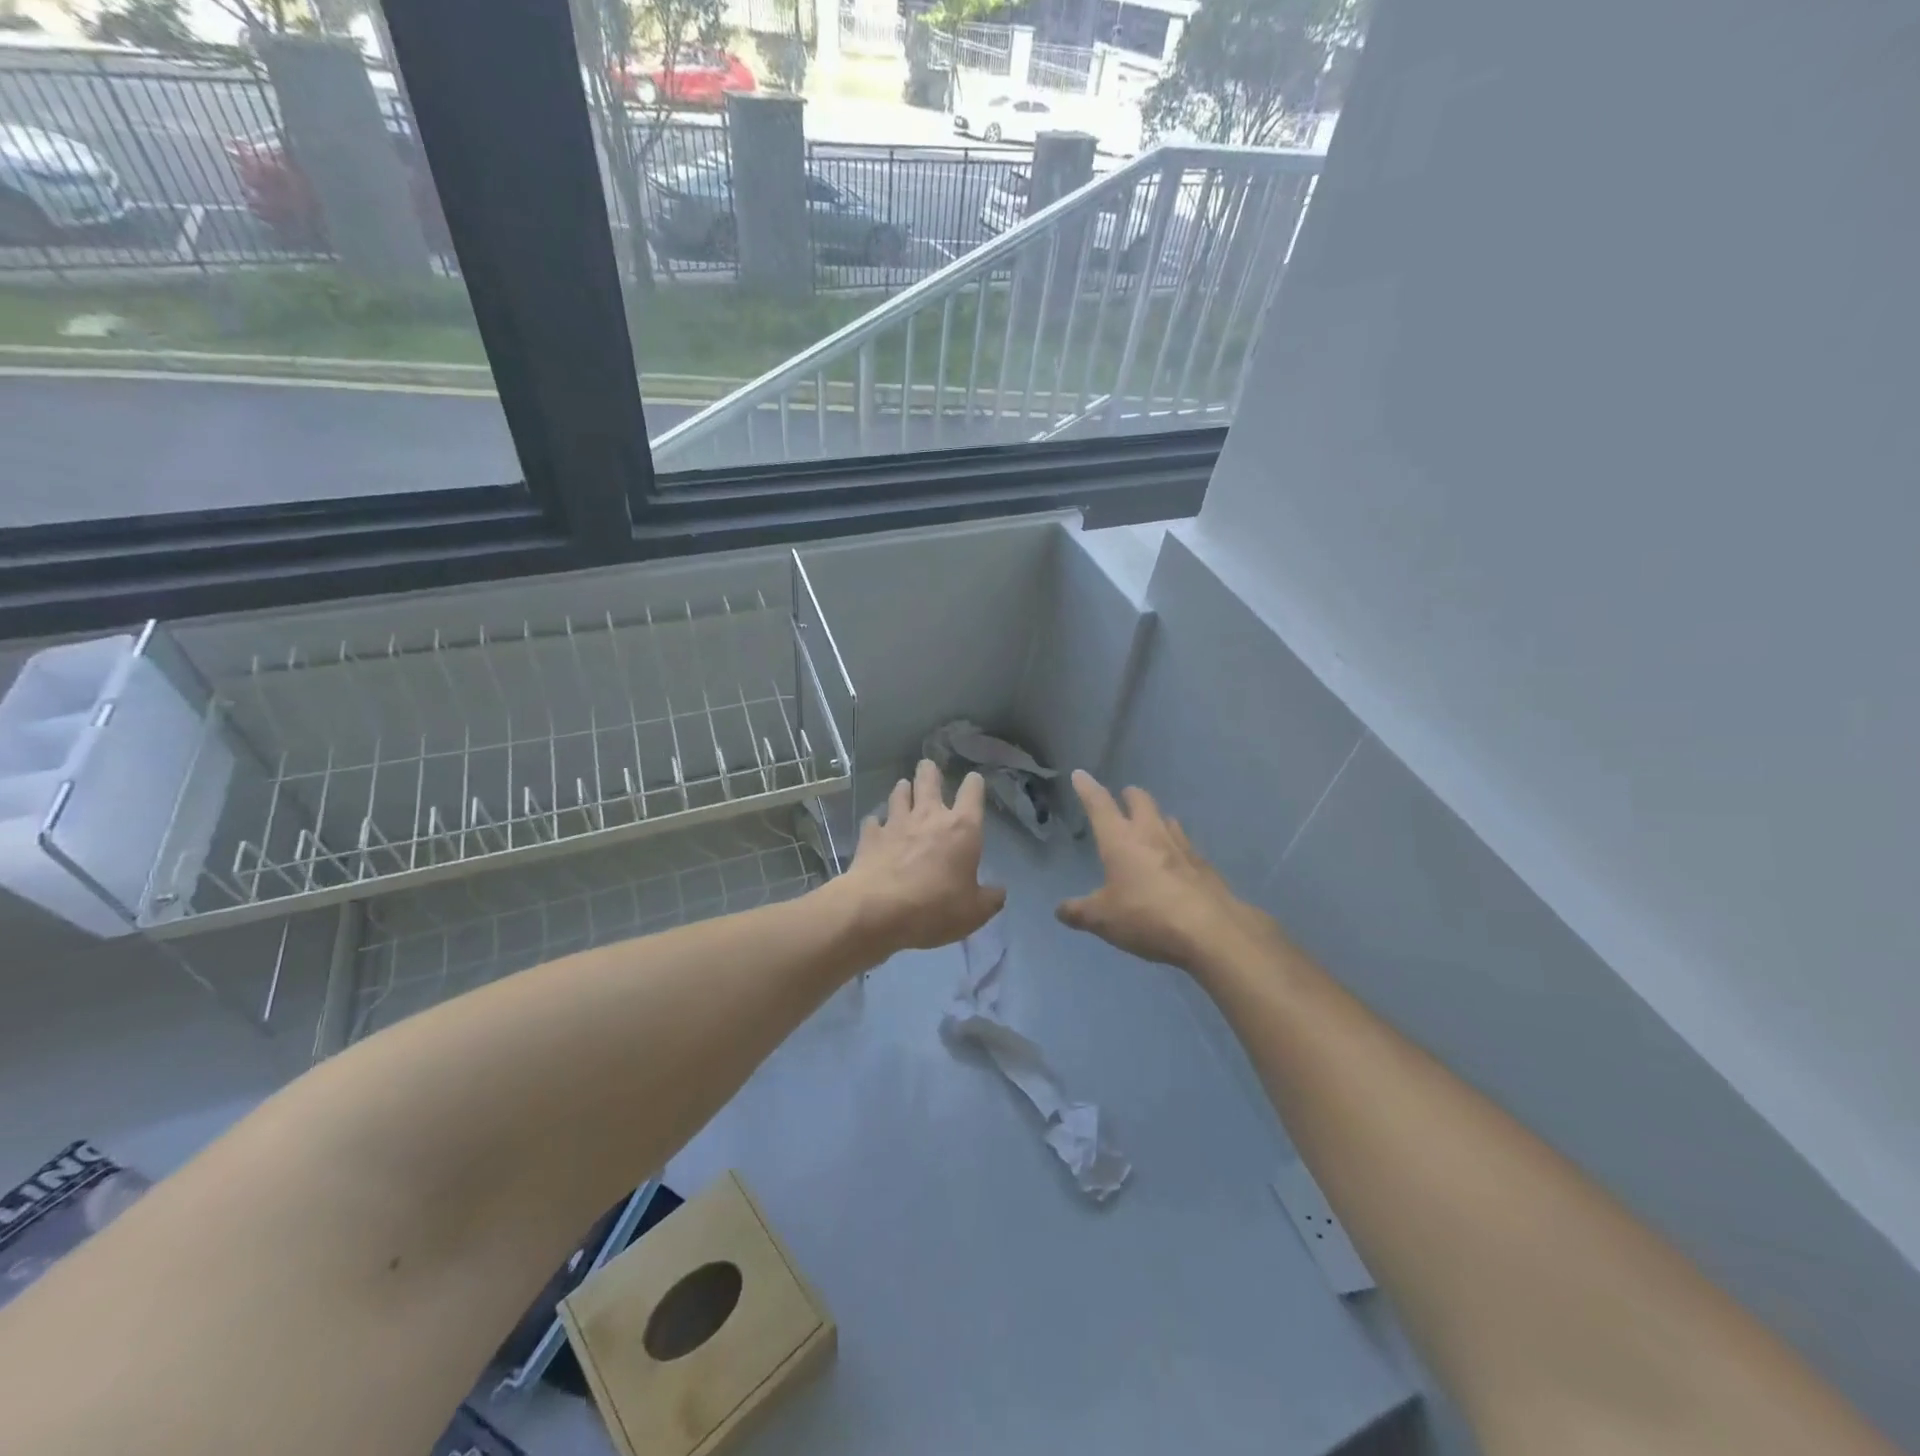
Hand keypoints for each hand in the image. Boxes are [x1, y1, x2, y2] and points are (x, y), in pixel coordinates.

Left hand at [839, 759, 1005, 954]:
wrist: (878, 910)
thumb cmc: (935, 907)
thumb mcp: (974, 912)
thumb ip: (990, 899)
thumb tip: (999, 891)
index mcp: (962, 828)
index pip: (972, 792)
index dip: (974, 784)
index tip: (974, 780)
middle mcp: (930, 816)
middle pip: (929, 780)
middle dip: (929, 771)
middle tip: (928, 767)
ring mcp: (896, 823)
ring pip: (899, 794)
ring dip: (903, 790)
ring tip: (904, 788)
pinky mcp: (870, 836)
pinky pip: (873, 821)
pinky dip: (876, 822)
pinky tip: (876, 826)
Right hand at [1057, 770, 1281, 970]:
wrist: (1210, 931)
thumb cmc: (1146, 916)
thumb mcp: (1102, 920)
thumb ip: (1079, 912)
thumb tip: (1060, 910)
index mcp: (1120, 840)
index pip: (1099, 805)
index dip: (1087, 788)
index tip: (1081, 775)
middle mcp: (1151, 834)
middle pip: (1141, 801)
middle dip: (1130, 796)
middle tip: (1124, 798)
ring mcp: (1182, 847)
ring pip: (1167, 819)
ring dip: (1156, 818)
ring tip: (1151, 827)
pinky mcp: (1204, 865)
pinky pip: (1186, 846)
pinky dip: (1177, 847)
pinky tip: (1177, 863)